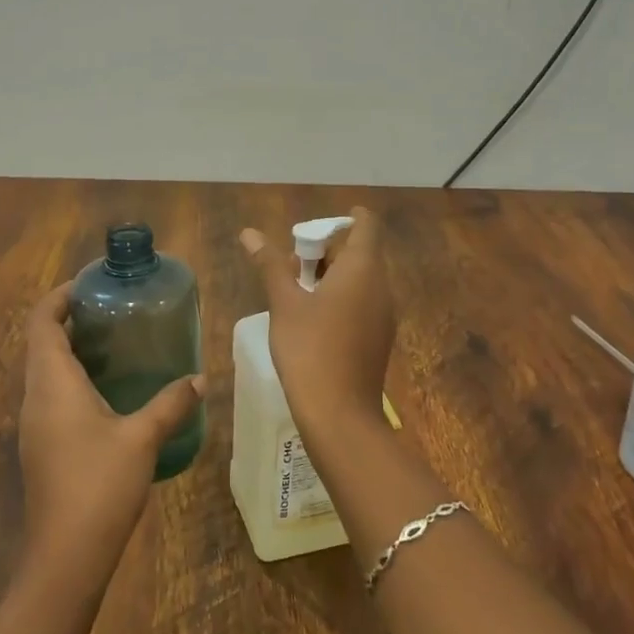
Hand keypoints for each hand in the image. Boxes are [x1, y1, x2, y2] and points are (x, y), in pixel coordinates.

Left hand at [18, 284, 204, 596]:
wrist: (65, 555)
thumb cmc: (99, 484)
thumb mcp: (142, 438)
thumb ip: (171, 403)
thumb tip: (200, 378)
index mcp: (52, 383)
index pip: (41, 321)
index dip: (60, 297)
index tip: (91, 285)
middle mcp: (35, 397)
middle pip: (43, 343)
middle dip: (72, 320)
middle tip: (115, 311)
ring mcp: (35, 424)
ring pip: (47, 371)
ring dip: (74, 350)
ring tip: (118, 344)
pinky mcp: (42, 446)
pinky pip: (53, 396)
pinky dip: (76, 379)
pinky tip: (112, 392)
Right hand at [239, 205, 395, 445]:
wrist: (339, 414)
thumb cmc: (309, 349)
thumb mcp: (284, 304)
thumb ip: (270, 265)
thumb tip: (250, 233)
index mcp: (362, 269)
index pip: (366, 225)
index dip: (346, 218)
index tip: (316, 225)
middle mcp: (381, 286)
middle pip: (361, 252)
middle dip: (328, 249)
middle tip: (292, 259)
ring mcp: (384, 314)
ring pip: (362, 279)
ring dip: (332, 274)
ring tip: (295, 286)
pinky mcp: (379, 337)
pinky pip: (363, 302)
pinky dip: (341, 297)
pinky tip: (312, 316)